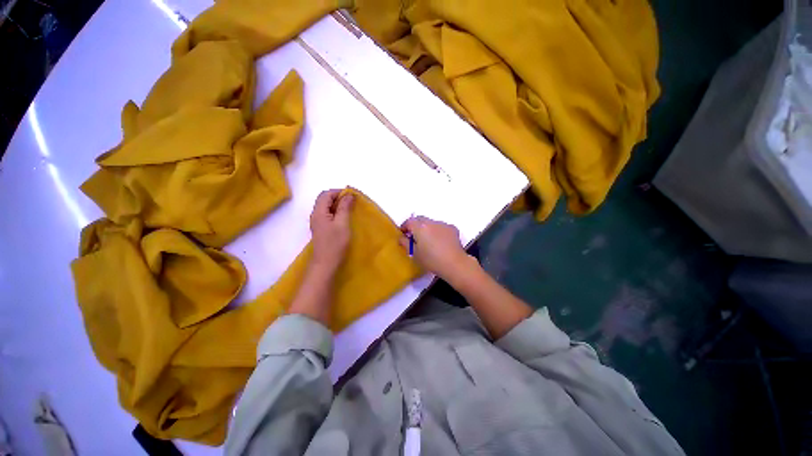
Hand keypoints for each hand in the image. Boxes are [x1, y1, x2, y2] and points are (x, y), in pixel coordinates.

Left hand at [310, 189, 353, 272]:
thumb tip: (349, 195)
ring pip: (326, 207)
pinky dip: (336, 212)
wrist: (326, 263)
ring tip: (350, 209)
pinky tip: (344, 218)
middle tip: (352, 202)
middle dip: (338, 197)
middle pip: (324, 199)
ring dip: (337, 205)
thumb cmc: (335, 244)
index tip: (352, 196)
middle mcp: (315, 215)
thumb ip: (344, 208)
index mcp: (319, 212)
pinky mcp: (321, 228)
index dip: (339, 192)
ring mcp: (317, 222)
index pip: (326, 194)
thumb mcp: (342, 224)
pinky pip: (327, 214)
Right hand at [400, 216, 476, 281]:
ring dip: (427, 229)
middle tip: (414, 237)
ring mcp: (443, 224)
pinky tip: (440, 243)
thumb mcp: (414, 254)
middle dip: (415, 226)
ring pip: (431, 223)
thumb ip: (405, 243)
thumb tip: (402, 238)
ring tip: (428, 241)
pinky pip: (441, 227)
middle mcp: (431, 222)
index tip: (403, 234)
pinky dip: (438, 232)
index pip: (409, 221)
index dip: (404, 227)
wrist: (454, 264)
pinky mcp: (452, 228)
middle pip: (420, 219)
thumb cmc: (431, 260)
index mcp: (420, 227)